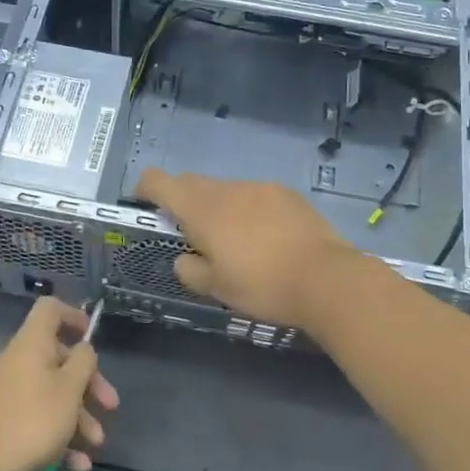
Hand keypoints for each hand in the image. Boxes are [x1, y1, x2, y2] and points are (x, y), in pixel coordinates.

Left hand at [0, 296, 117, 470]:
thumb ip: (83, 362)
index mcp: (32, 344)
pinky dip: (61, 436)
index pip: (50, 309)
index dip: (73, 315)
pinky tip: (78, 464)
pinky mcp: (8, 419)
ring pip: (53, 393)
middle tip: (110, 405)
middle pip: (60, 358)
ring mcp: (11, 391)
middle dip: (89, 383)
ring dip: (80, 416)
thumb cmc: (33, 420)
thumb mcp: (70, 389)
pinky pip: (40, 418)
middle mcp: (20, 361)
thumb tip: (83, 349)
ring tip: (97, 444)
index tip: (91, 335)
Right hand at [136, 169, 358, 330]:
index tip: (143, 203)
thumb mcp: (216, 288)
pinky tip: (264, 238)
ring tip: (233, 241)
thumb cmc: (262, 285)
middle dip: (182, 201)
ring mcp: (260, 187)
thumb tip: (185, 258)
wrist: (326, 278)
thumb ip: (190, 269)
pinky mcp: (287, 194)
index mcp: (201, 209)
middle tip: (189, 233)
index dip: (145, 188)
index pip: (160, 182)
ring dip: (218, 207)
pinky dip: (248, 210)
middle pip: (192, 183)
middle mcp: (227, 189)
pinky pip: (254, 196)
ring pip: (226, 190)